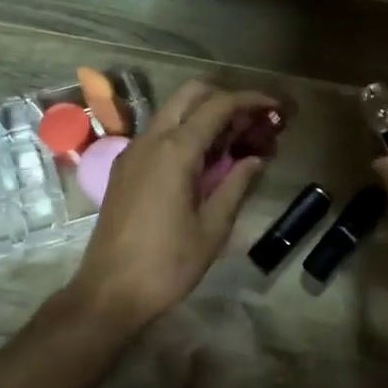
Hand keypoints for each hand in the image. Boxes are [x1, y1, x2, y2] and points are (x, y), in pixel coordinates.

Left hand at [65, 81, 274, 330]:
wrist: (109, 292)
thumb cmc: (167, 264)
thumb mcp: (213, 228)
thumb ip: (236, 185)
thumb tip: (256, 159)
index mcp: (175, 151)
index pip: (218, 106)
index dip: (251, 100)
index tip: (277, 106)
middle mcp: (150, 140)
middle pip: (192, 94)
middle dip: (227, 98)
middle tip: (256, 120)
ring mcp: (133, 152)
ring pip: (174, 112)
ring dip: (206, 116)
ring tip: (239, 141)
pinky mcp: (125, 169)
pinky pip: (160, 135)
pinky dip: (187, 133)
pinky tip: (208, 161)